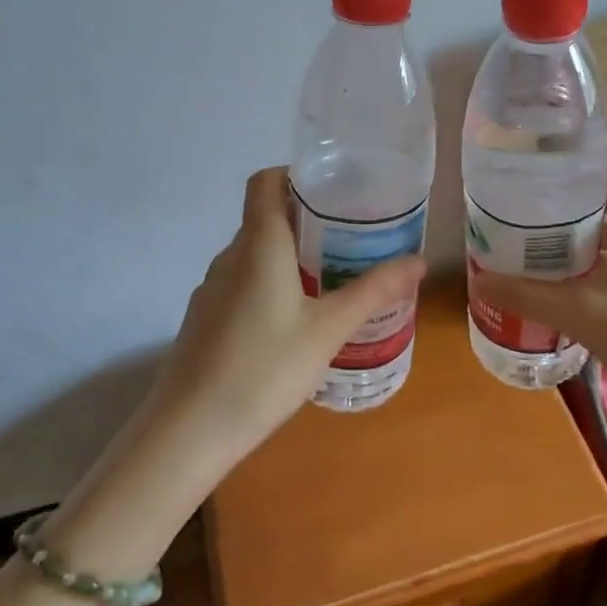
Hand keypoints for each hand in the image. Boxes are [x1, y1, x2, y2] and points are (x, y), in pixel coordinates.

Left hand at [151, 166, 425, 459]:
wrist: (188, 431)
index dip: (295, 174)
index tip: (333, 189)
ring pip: (255, 254)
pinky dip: (271, 284)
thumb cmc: (263, 369)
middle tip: (352, 236)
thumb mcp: (329, 330)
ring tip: (331, 276)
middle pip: (265, 217)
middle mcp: (230, 256)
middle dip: (307, 219)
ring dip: (290, 255)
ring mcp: (212, 289)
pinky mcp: (205, 319)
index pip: (265, 181)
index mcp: (258, 244)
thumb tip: (418, 261)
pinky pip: (243, 284)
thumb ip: (373, 292)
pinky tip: (295, 320)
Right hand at [474, 140, 606, 411]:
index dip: (589, 147)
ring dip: (584, 229)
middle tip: (528, 195)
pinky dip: (598, 257)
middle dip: (574, 192)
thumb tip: (479, 281)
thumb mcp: (585, 314)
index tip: (547, 151)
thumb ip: (529, 296)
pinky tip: (566, 276)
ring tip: (537, 232)